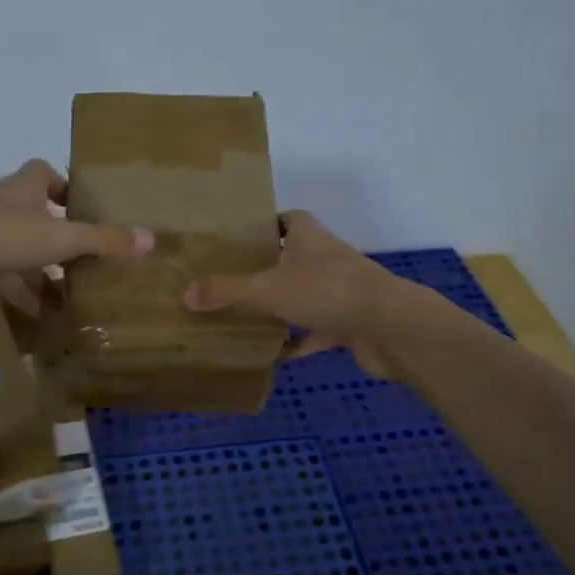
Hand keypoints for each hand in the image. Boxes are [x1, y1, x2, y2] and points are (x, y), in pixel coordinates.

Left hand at [0, 160, 151, 314]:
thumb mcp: (58, 238)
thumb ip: (101, 240)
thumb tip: (151, 238)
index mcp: (23, 188)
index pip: (45, 172)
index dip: (64, 185)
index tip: (81, 206)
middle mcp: (0, 202)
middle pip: (31, 212)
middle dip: (54, 234)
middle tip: (79, 259)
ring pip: (13, 246)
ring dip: (36, 268)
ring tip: (64, 294)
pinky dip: (14, 288)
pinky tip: (31, 312)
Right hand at [183, 211, 414, 377]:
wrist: (389, 327)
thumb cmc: (326, 291)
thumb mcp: (267, 288)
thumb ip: (227, 291)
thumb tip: (185, 294)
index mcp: (308, 236)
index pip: (286, 218)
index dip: (264, 224)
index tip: (236, 237)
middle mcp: (325, 258)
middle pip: (291, 257)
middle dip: (265, 267)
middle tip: (228, 278)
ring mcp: (339, 291)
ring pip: (302, 294)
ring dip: (280, 305)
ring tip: (243, 315)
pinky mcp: (348, 322)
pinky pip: (315, 331)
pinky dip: (297, 342)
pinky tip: (273, 355)